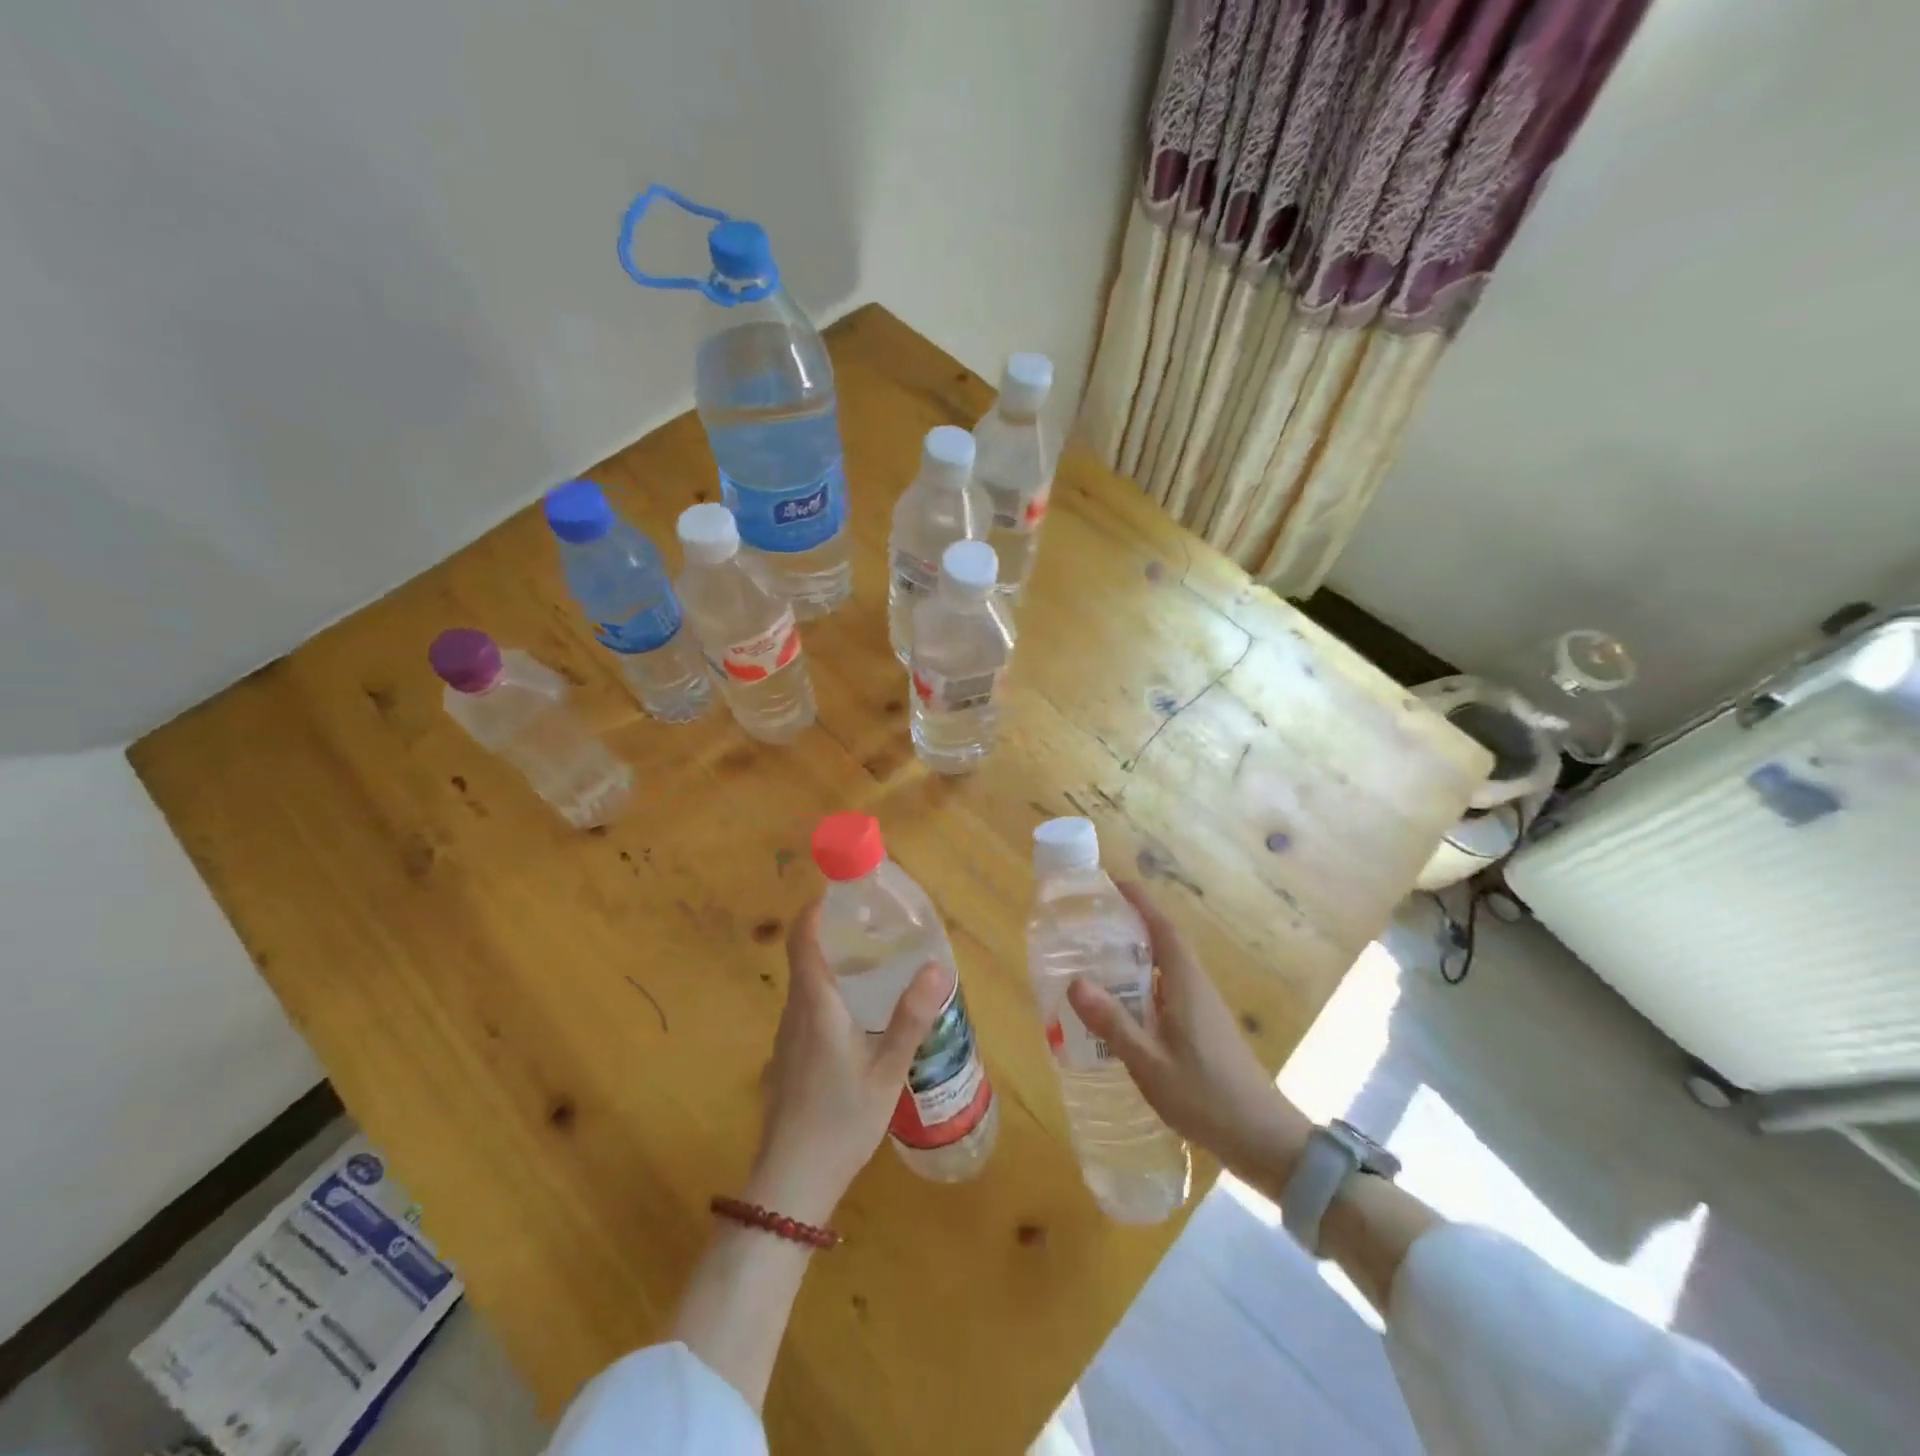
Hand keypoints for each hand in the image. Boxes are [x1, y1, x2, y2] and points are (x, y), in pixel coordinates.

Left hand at [749, 897, 946, 1223]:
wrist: (791, 1183)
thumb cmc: (841, 1120)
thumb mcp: (887, 1069)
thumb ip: (911, 1018)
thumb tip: (936, 967)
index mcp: (815, 1004)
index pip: (803, 939)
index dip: (816, 909)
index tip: (840, 890)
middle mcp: (795, 1012)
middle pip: (805, 956)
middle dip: (833, 932)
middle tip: (875, 924)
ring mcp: (787, 1037)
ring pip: (805, 984)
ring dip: (831, 963)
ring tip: (874, 961)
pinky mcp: (788, 1059)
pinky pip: (807, 1008)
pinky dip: (829, 992)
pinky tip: (858, 1013)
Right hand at [1066, 882, 1311, 1183]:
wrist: (1264, 1139)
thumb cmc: (1206, 1096)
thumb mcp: (1150, 1063)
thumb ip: (1113, 1023)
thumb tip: (1075, 982)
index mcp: (1186, 983)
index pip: (1162, 928)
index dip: (1140, 902)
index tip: (1113, 883)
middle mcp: (1196, 986)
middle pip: (1163, 942)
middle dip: (1130, 924)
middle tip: (1089, 922)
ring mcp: (1203, 1008)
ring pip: (1165, 967)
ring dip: (1136, 955)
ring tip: (1095, 958)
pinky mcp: (1204, 1028)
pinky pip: (1168, 990)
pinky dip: (1143, 984)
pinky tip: (1121, 1005)